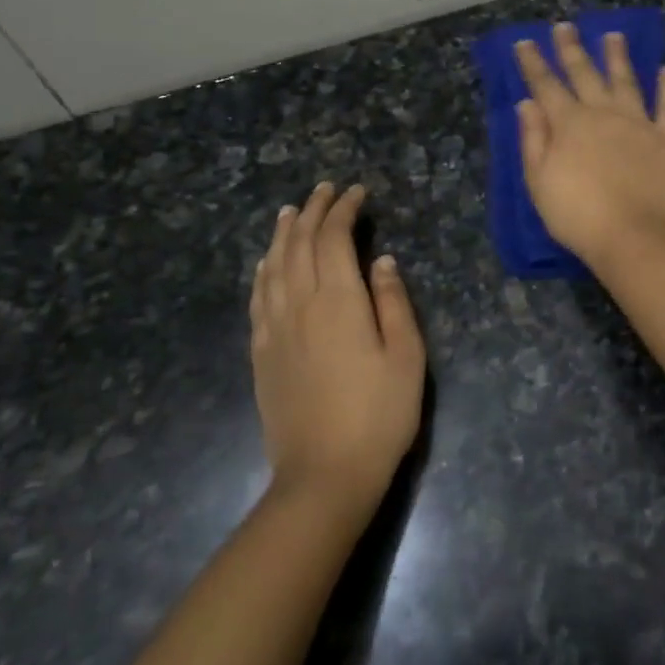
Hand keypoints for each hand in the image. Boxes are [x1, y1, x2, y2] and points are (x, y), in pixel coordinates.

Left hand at [250, 183, 424, 514]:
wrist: (324, 474)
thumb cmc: (379, 414)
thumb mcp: (407, 356)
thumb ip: (394, 302)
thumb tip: (381, 260)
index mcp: (339, 301)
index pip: (334, 238)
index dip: (344, 209)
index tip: (357, 193)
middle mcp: (300, 304)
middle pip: (300, 244)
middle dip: (313, 211)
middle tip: (326, 190)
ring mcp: (274, 328)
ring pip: (274, 265)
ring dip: (283, 232)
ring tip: (291, 211)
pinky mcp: (261, 353)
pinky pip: (258, 297)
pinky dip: (263, 269)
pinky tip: (267, 262)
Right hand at [514, 23, 664, 267]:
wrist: (632, 235)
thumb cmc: (577, 214)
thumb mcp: (539, 181)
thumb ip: (533, 139)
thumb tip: (527, 103)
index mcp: (569, 124)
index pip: (546, 86)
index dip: (533, 64)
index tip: (525, 42)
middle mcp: (603, 113)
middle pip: (584, 74)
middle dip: (571, 49)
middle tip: (564, 27)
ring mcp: (638, 123)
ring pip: (626, 81)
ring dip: (618, 57)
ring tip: (614, 35)